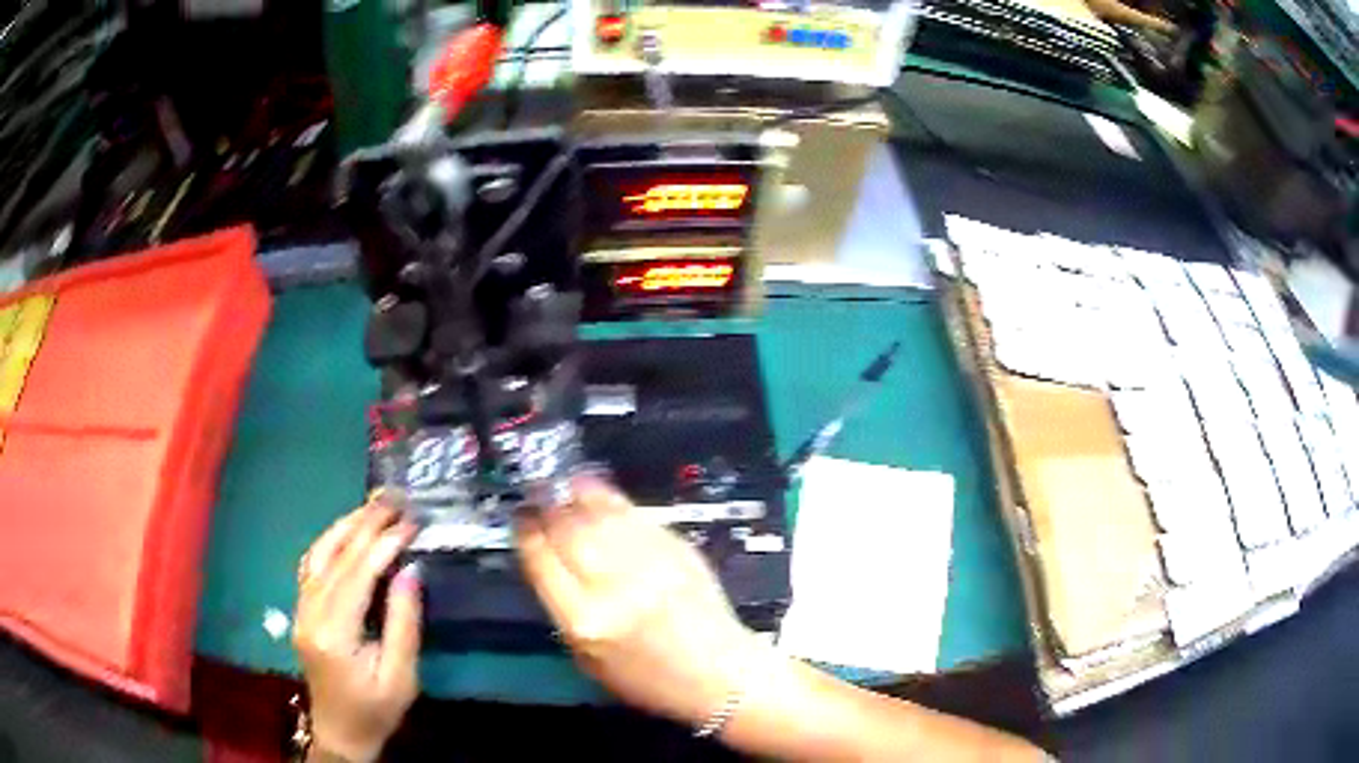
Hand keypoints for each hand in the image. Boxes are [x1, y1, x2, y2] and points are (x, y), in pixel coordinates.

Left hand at [293, 497, 420, 762]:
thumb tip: (410, 570)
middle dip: (365, 524)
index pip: (356, 574)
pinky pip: (311, 566)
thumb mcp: (400, 676)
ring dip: (345, 526)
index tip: (410, 522)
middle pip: (335, 557)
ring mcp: (300, 610)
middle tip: (394, 500)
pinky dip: (330, 543)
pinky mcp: (301, 611)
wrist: (340, 732)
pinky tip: (346, 532)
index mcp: (333, 633)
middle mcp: (309, 613)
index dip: (383, 544)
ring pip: (318, 554)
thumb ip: (403, 623)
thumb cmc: (376, 710)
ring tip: (372, 507)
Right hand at [515, 477, 766, 727]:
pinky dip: (610, 500)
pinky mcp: (677, 548)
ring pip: (601, 515)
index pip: (541, 561)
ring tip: (562, 486)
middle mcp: (614, 586)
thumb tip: (548, 560)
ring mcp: (649, 562)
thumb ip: (564, 609)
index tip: (520, 518)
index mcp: (584, 620)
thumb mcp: (588, 659)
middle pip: (568, 530)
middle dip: (548, 507)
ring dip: (576, 495)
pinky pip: (634, 515)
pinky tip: (597, 493)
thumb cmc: (647, 679)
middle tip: (538, 494)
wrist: (718, 674)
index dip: (526, 533)